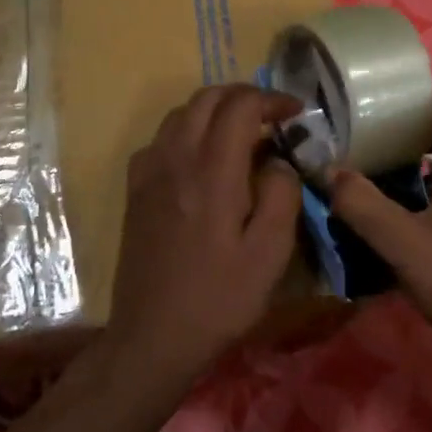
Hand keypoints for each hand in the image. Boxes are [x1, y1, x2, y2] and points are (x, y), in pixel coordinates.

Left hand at [109, 84, 305, 370]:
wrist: (153, 335)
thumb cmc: (219, 298)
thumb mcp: (270, 253)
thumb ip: (282, 195)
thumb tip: (277, 161)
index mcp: (212, 172)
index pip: (240, 106)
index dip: (271, 99)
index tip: (296, 113)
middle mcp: (175, 159)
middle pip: (206, 98)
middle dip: (243, 96)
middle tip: (272, 116)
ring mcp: (149, 173)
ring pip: (180, 114)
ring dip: (214, 109)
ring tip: (241, 132)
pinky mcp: (135, 190)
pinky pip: (161, 139)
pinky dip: (187, 130)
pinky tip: (202, 159)